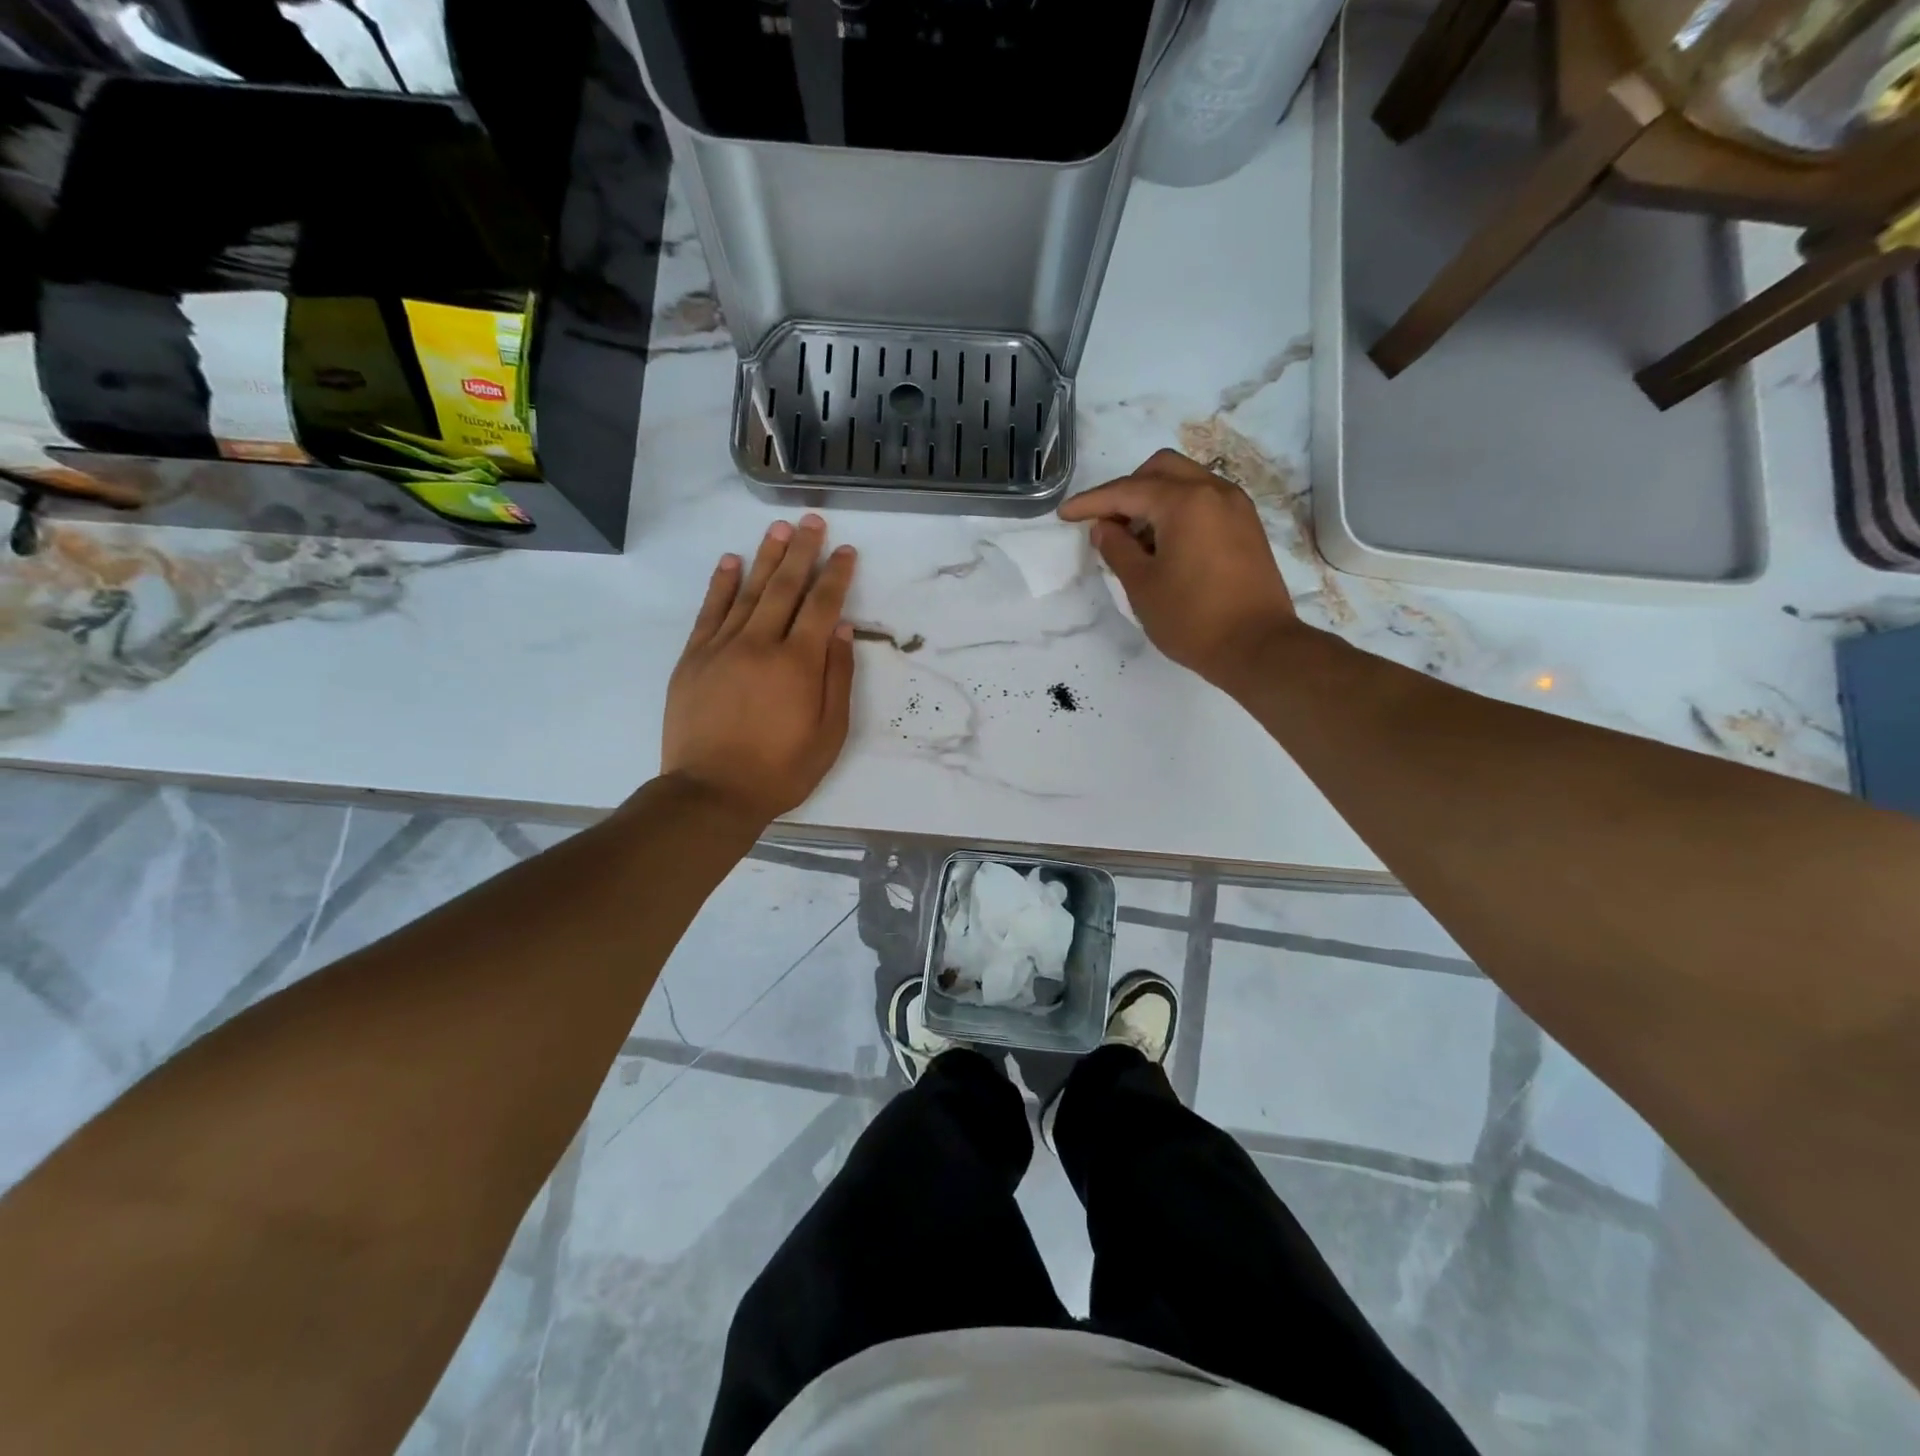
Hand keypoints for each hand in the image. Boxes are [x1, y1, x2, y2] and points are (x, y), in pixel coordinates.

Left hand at [661, 515, 856, 824]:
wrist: (711, 792)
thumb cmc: (780, 770)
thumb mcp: (829, 734)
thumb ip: (837, 678)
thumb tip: (841, 628)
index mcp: (798, 663)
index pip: (821, 605)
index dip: (836, 575)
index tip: (846, 551)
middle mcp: (760, 643)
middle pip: (784, 587)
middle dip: (801, 551)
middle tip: (811, 521)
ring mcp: (722, 647)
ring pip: (748, 592)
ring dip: (765, 557)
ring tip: (778, 529)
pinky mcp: (694, 658)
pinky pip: (710, 612)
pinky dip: (722, 584)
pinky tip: (731, 562)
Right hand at [1059, 449, 1301, 692]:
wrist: (1257, 647)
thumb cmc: (1192, 618)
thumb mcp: (1142, 586)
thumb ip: (1117, 548)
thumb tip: (1104, 527)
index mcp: (1185, 501)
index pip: (1127, 490)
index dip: (1091, 502)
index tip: (1065, 514)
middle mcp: (1214, 491)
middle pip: (1161, 469)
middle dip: (1127, 489)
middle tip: (1106, 523)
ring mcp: (1237, 507)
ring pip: (1186, 481)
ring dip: (1154, 499)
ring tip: (1135, 539)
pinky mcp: (1247, 527)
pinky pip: (1205, 501)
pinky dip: (1179, 510)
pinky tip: (1165, 545)